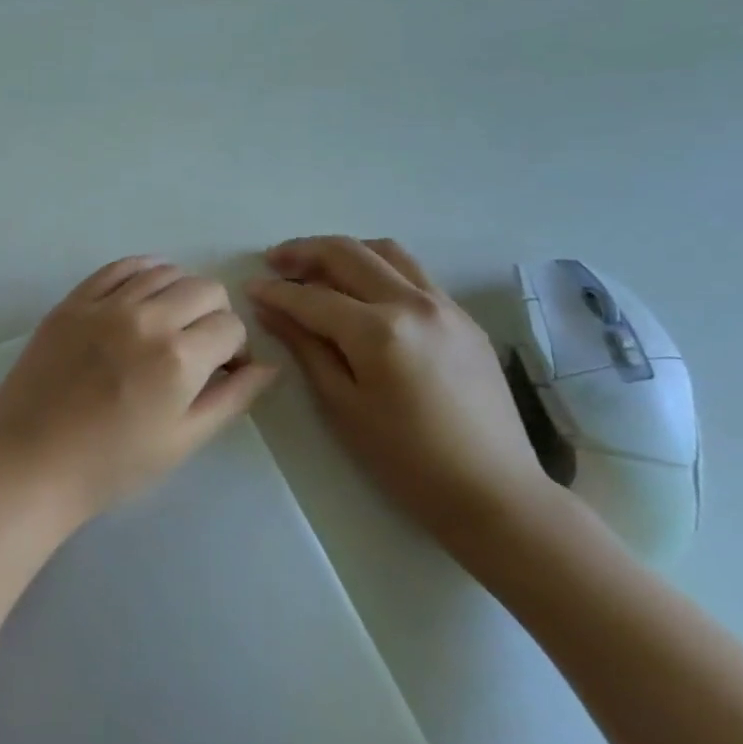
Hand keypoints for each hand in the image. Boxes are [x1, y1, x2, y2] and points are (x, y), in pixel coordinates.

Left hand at [0, 257, 277, 532]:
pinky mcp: (73, 301)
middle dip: (214, 315)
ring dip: (180, 293)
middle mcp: (146, 318)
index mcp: (179, 357)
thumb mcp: (183, 441)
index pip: (230, 326)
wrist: (30, 463)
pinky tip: (142, 293)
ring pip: (164, 272)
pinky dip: (141, 272)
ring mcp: (104, 305)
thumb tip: (266, 366)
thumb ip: (231, 399)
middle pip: (204, 288)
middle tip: (198, 347)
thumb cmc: (111, 465)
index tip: (222, 371)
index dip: (235, 349)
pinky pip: (118, 267)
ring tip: (168, 323)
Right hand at [246, 236, 561, 558]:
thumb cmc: (405, 460)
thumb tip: (270, 310)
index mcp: (379, 331)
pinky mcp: (464, 318)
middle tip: (274, 262)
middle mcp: (413, 303)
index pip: (312, 297)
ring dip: (344, 252)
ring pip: (385, 252)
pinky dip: (378, 268)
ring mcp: (445, 306)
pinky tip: (362, 291)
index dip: (275, 291)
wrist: (493, 492)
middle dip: (304, 252)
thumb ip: (305, 347)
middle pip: (348, 254)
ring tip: (317, 267)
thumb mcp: (342, 405)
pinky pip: (414, 273)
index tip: (249, 288)